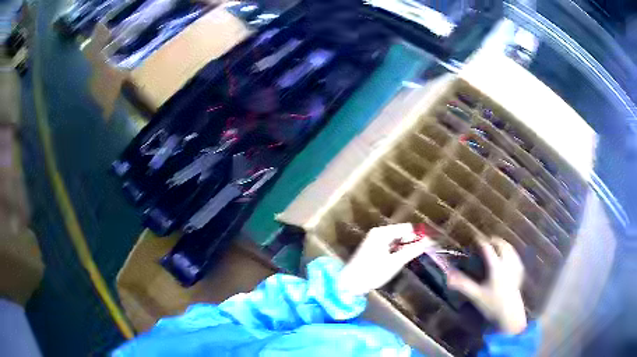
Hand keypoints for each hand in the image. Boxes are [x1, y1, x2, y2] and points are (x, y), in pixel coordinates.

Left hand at [338, 223, 436, 295]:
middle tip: (423, 252)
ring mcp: (374, 240)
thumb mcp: (395, 262)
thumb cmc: (372, 272)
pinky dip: (397, 250)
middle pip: (401, 232)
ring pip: (396, 239)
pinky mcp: (372, 248)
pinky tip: (400, 259)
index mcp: (383, 233)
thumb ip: (412, 251)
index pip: (407, 228)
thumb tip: (428, 242)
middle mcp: (378, 232)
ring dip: (405, 246)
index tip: (430, 244)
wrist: (349, 284)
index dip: (419, 235)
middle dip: (412, 241)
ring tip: (413, 257)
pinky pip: (389, 245)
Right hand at [447, 237, 526, 333]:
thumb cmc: (491, 305)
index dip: (481, 242)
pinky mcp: (520, 273)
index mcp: (496, 267)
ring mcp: (515, 268)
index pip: (488, 249)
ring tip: (497, 245)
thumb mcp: (475, 295)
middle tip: (487, 241)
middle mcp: (507, 264)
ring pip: (511, 250)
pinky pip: (516, 258)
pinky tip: (510, 257)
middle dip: (494, 241)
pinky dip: (512, 253)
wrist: (509, 315)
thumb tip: (448, 276)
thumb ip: (462, 284)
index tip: (475, 240)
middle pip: (502, 246)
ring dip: (504, 245)